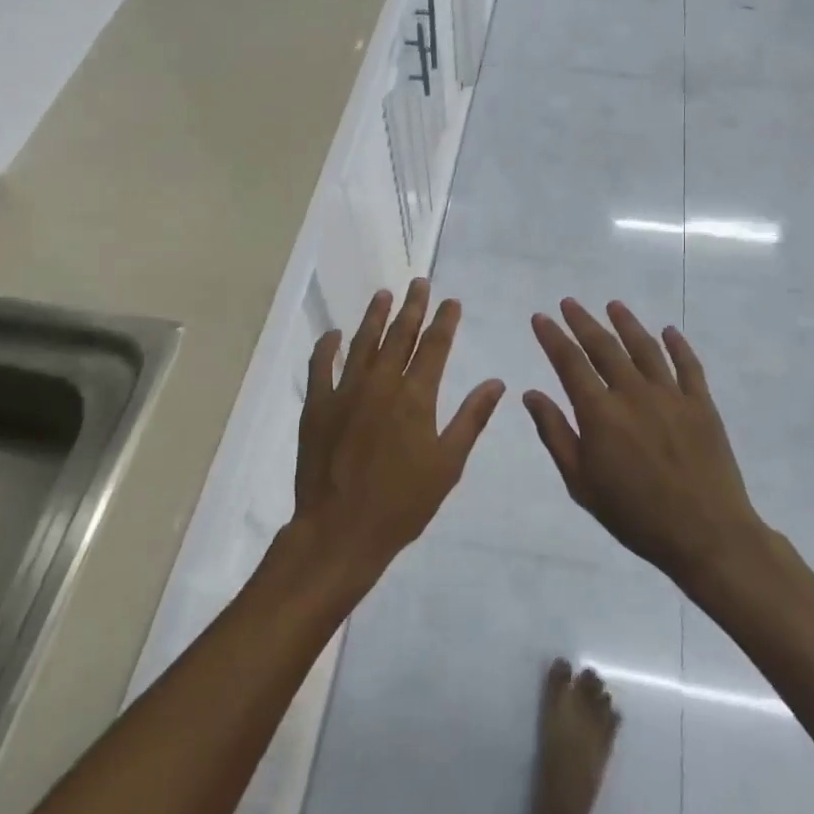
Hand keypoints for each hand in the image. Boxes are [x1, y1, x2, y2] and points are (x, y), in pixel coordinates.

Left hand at [291, 278, 503, 586]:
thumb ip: (471, 419)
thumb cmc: (402, 503)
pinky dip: (327, 346)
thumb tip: (496, 382)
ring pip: (362, 342)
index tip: (451, 301)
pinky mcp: (317, 405)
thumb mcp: (448, 464)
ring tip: (384, 294)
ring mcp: (345, 391)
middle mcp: (381, 383)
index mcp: (415, 397)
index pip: (435, 346)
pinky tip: (334, 334)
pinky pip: (320, 365)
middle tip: (418, 283)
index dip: (444, 321)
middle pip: (399, 335)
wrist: (341, 530)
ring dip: (374, 316)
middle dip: (412, 307)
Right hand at [526, 299, 765, 588]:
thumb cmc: (635, 515)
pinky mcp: (701, 404)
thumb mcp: (581, 483)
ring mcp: (671, 395)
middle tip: (569, 303)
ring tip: (613, 305)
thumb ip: (555, 434)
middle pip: (604, 346)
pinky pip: (688, 365)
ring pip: (645, 348)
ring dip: (627, 323)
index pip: (569, 362)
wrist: (707, 534)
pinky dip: (677, 345)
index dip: (553, 337)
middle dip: (583, 321)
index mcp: (599, 412)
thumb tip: (531, 394)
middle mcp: (633, 393)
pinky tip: (669, 331)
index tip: (541, 318)